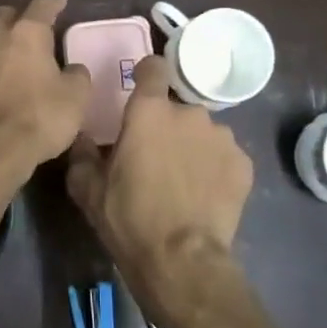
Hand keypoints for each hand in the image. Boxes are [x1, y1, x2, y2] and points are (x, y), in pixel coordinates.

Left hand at [0, 0, 92, 185]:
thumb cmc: (38, 117)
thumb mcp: (75, 98)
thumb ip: (77, 76)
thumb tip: (72, 69)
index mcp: (27, 35)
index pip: (41, 7)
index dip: (52, 3)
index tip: (59, 4)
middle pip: (4, 17)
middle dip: (17, 18)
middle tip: (30, 30)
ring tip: (11, 64)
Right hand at [66, 56, 252, 327]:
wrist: (181, 260)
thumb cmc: (128, 217)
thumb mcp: (87, 188)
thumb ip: (82, 153)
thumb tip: (83, 137)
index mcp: (148, 111)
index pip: (153, 67)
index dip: (147, 75)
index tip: (141, 90)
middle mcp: (188, 113)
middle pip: (176, 108)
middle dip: (167, 126)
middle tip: (155, 157)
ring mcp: (222, 137)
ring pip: (203, 132)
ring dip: (192, 146)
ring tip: (183, 180)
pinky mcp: (244, 164)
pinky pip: (224, 157)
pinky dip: (215, 168)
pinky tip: (204, 195)